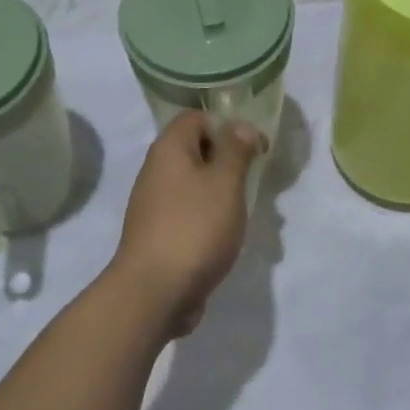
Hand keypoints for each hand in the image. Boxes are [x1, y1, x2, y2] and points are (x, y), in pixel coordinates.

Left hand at [111, 111, 263, 337]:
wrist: (154, 292)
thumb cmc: (194, 227)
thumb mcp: (225, 182)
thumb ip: (235, 150)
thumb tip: (239, 125)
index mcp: (169, 149)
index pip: (195, 117)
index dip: (226, 124)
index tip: (254, 146)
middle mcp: (156, 171)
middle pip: (196, 151)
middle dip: (228, 162)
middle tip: (255, 180)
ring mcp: (154, 205)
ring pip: (195, 186)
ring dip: (222, 195)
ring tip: (246, 214)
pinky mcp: (159, 234)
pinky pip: (189, 214)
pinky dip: (209, 220)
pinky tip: (227, 239)